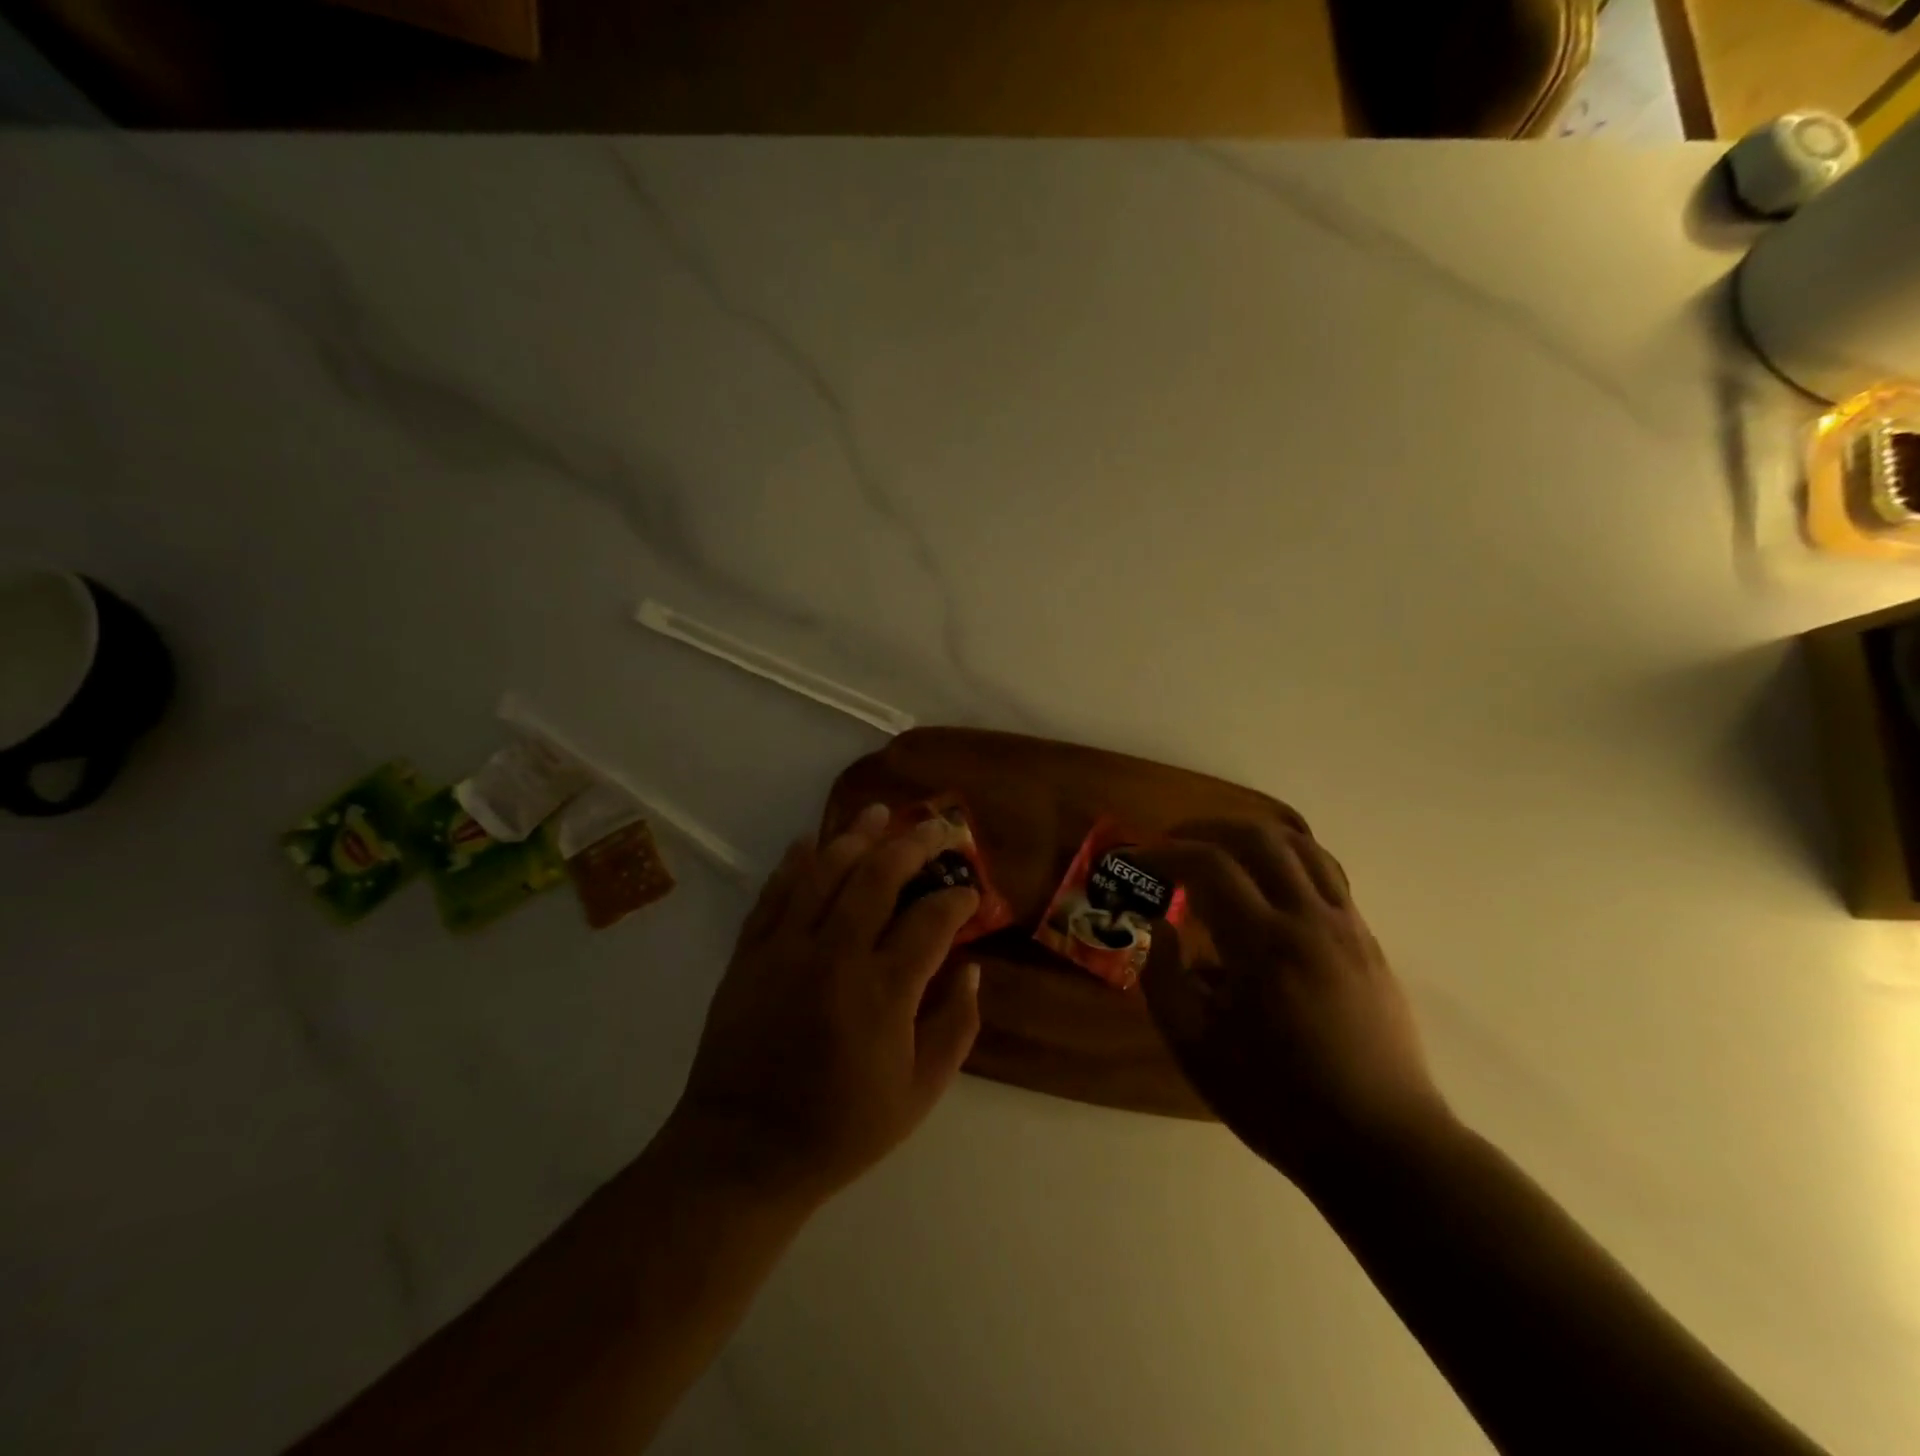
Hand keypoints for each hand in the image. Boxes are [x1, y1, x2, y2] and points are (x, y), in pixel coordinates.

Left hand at [669, 803, 982, 1207]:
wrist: (742, 1151)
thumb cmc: (840, 1129)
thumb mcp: (919, 1094)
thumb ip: (954, 1027)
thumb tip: (970, 968)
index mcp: (883, 992)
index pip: (931, 920)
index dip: (958, 897)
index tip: (969, 892)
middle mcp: (835, 955)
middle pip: (879, 876)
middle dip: (915, 844)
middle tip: (937, 828)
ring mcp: (786, 949)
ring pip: (825, 872)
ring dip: (855, 836)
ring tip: (879, 811)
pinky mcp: (749, 954)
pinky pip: (774, 894)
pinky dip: (794, 863)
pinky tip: (809, 840)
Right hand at [1131, 820, 1450, 1189]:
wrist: (1381, 1145)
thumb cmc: (1278, 1101)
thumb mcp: (1195, 1049)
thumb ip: (1163, 980)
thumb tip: (1161, 929)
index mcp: (1263, 946)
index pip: (1209, 865)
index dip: (1166, 854)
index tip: (1139, 862)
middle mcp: (1309, 920)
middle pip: (1259, 836)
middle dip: (1207, 828)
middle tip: (1174, 844)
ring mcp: (1347, 927)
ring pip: (1301, 846)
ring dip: (1251, 836)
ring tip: (1219, 853)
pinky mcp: (1367, 941)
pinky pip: (1327, 875)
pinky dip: (1287, 861)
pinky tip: (1265, 888)